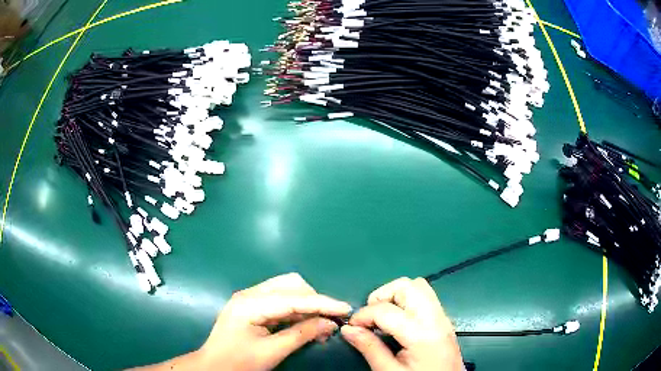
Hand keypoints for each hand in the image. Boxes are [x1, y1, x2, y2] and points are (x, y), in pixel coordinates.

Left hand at [196, 273, 351, 369]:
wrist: (212, 367)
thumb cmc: (238, 362)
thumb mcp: (272, 352)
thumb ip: (302, 335)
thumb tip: (330, 323)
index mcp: (250, 304)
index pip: (294, 297)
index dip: (323, 303)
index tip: (346, 309)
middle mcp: (250, 294)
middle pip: (291, 285)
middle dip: (314, 301)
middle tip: (329, 323)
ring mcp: (250, 298)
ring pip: (287, 290)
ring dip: (307, 306)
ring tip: (321, 327)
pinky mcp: (252, 306)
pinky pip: (280, 301)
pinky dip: (297, 311)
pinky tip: (306, 325)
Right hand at [341, 277, 462, 370]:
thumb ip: (369, 348)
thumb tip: (348, 329)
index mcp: (421, 334)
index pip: (385, 310)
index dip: (362, 315)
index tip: (352, 327)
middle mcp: (435, 318)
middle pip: (407, 286)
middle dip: (382, 296)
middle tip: (369, 318)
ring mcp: (443, 317)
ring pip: (418, 286)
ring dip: (396, 296)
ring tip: (383, 318)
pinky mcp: (444, 320)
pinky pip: (426, 297)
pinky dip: (407, 301)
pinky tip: (398, 322)